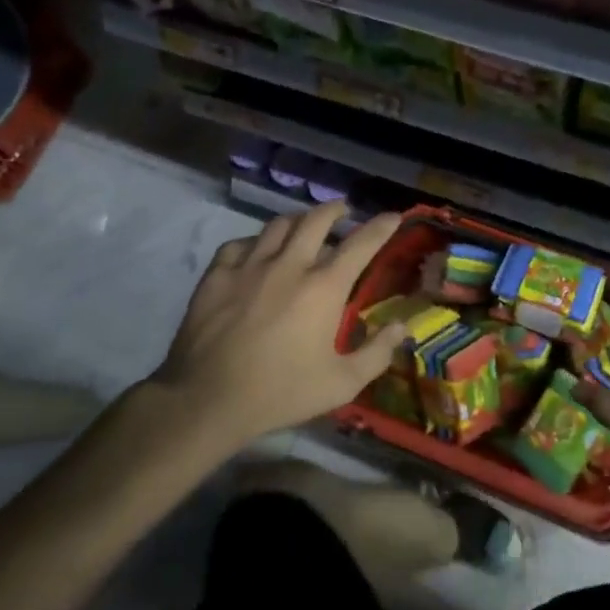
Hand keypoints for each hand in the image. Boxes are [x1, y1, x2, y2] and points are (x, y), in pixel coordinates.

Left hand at [151, 202, 405, 448]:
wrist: (207, 400)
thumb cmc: (281, 393)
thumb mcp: (340, 384)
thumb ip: (377, 353)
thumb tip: (402, 326)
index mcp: (324, 287)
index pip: (361, 244)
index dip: (381, 226)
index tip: (393, 216)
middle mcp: (289, 265)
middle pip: (316, 220)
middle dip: (335, 210)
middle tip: (343, 211)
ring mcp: (249, 266)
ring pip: (278, 225)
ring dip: (297, 220)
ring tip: (303, 225)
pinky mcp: (217, 274)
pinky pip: (240, 244)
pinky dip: (255, 242)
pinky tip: (256, 251)